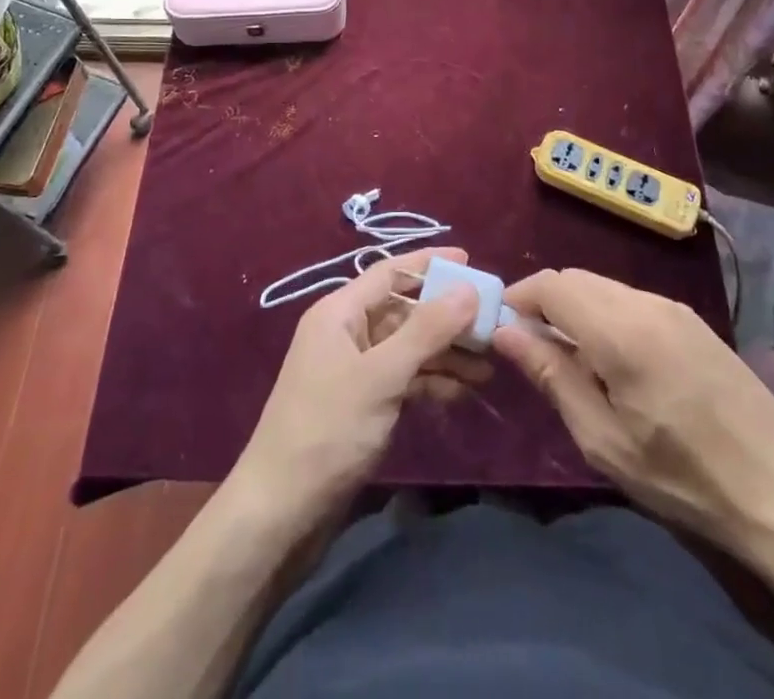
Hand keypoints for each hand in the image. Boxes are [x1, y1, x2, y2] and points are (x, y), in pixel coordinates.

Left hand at [230, 248, 486, 529]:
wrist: (281, 511)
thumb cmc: (328, 428)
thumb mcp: (382, 375)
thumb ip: (427, 329)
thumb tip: (468, 288)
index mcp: (339, 312)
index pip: (390, 272)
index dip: (429, 264)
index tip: (470, 262)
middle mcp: (346, 332)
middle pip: (403, 310)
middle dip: (446, 315)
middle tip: (492, 323)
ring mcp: (353, 370)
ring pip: (407, 347)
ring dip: (444, 353)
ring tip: (488, 365)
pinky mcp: (361, 404)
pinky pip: (403, 378)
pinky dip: (431, 381)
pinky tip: (463, 392)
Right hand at [493, 268, 773, 559]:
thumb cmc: (684, 477)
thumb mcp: (604, 440)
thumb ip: (552, 377)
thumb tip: (506, 332)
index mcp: (621, 330)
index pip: (552, 284)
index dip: (519, 298)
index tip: (502, 330)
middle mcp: (646, 303)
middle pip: (576, 278)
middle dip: (544, 302)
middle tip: (530, 348)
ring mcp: (674, 307)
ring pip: (603, 287)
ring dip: (575, 308)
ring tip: (570, 359)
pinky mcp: (692, 320)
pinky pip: (631, 300)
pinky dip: (605, 315)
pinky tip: (613, 360)